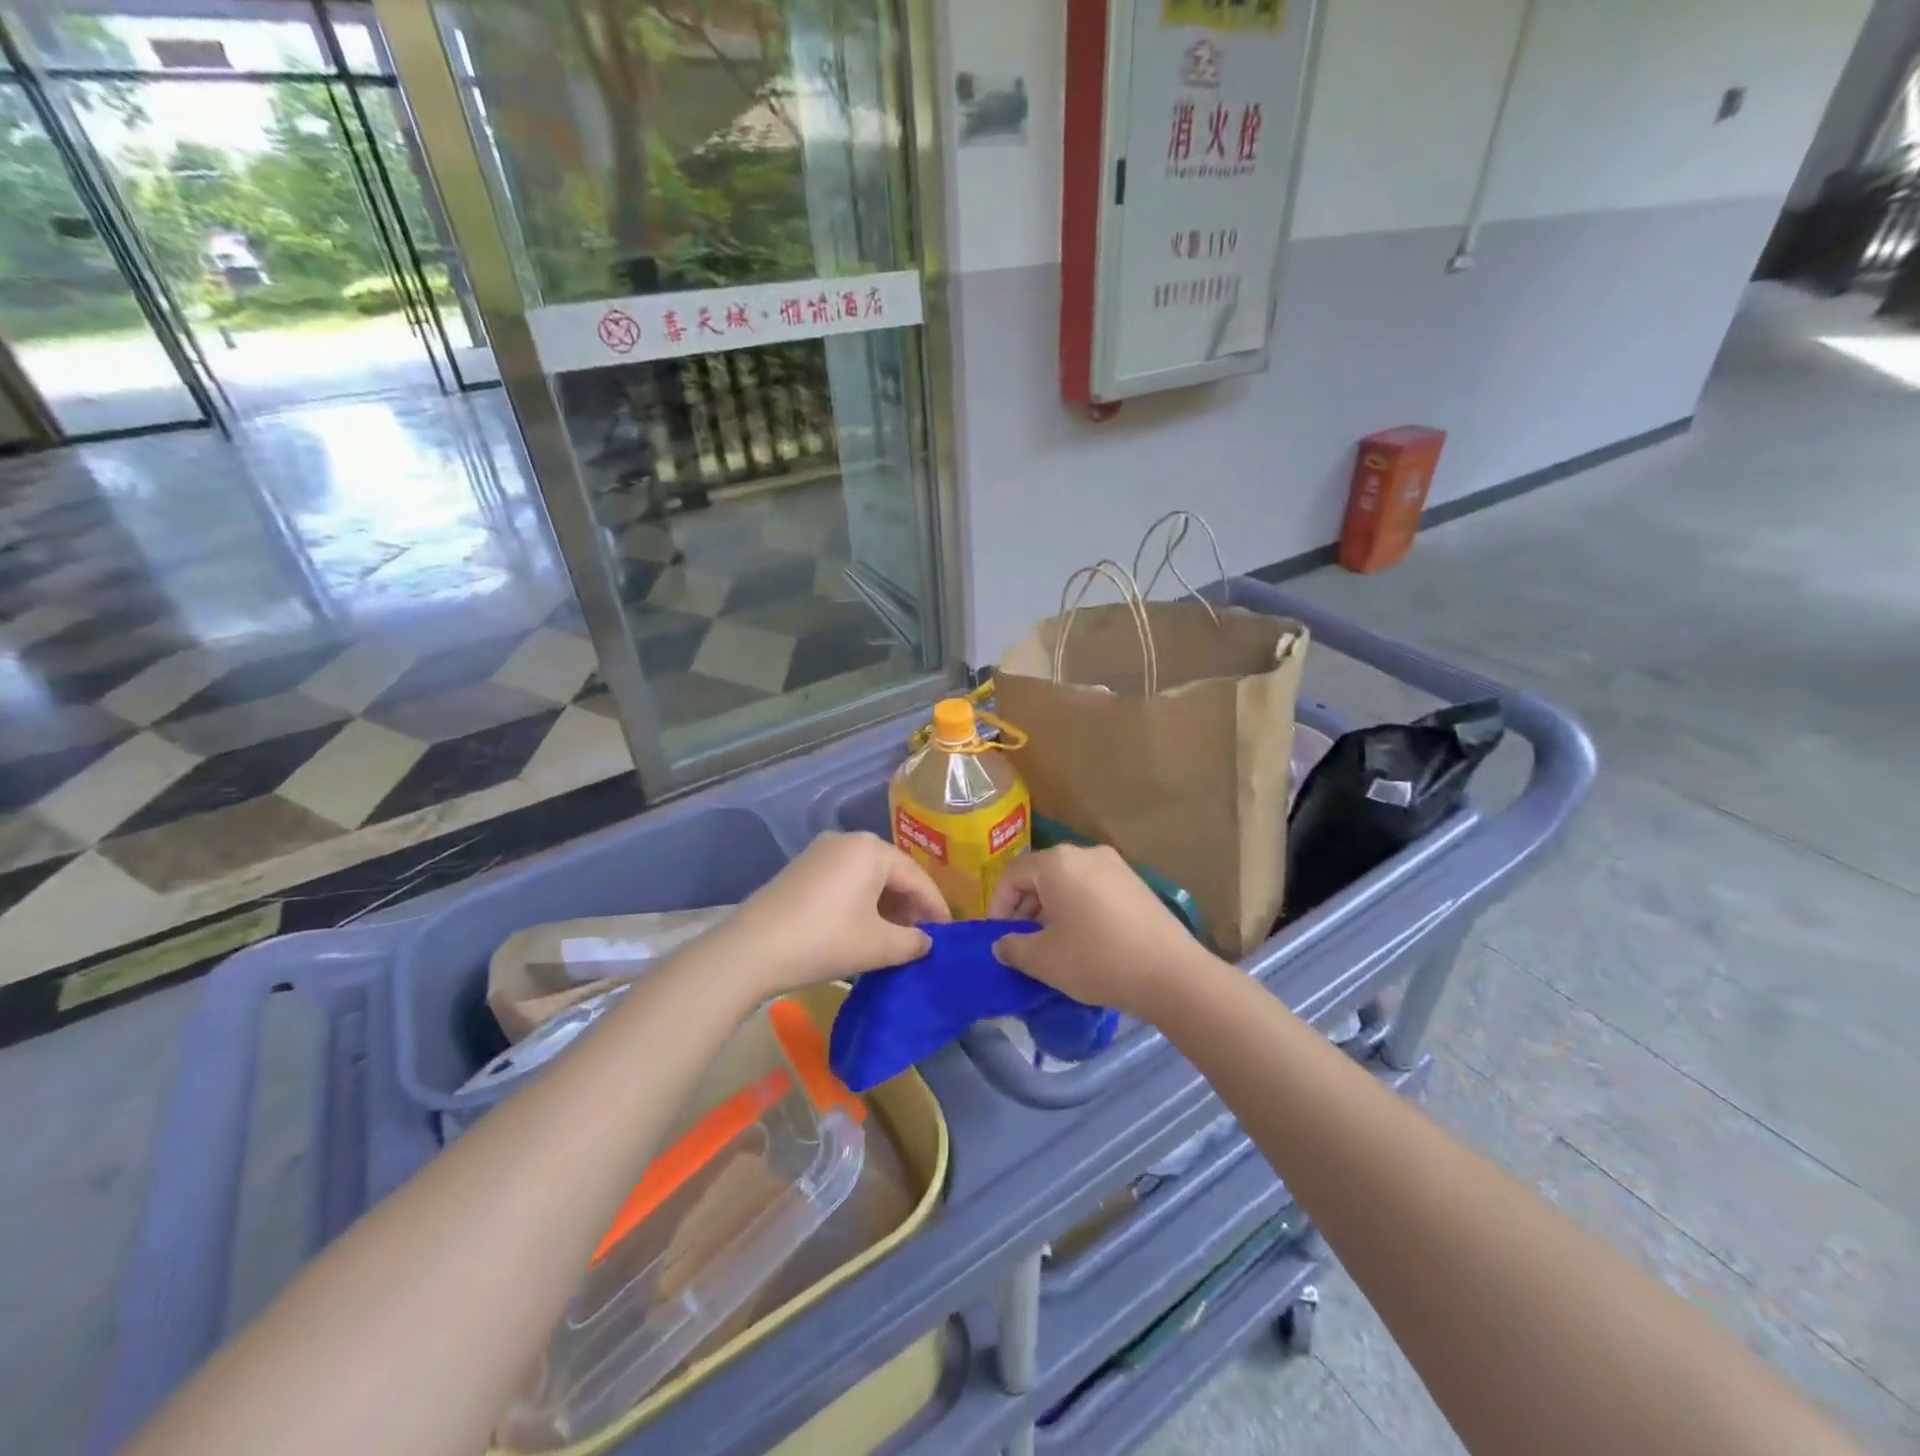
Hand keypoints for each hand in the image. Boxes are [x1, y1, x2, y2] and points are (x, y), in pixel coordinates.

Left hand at [721, 832, 949, 999]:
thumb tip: (926, 942)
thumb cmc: (826, 940)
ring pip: (866, 877)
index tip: (948, 934)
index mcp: (872, 849)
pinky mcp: (801, 869)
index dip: (936, 908)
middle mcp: (848, 840)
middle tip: (922, 937)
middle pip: (891, 873)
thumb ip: (913, 942)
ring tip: (894, 937)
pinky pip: (844, 881)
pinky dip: (860, 902)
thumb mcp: (879, 946)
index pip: (917, 877)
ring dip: (885, 905)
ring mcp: (820, 852)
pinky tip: (862, 929)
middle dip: (910, 905)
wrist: (752, 949)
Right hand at [988, 845, 1204, 1017]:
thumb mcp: (1043, 959)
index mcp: (1057, 862)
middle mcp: (1085, 853)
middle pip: (1041, 874)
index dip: (998, 905)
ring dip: (1052, 908)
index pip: (1012, 874)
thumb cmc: (1096, 959)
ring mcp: (1115, 865)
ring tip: (1053, 944)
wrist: (1170, 973)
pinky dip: (1079, 908)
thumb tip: (1001, 944)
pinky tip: (1084, 940)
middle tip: (1023, 941)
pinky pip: (1094, 889)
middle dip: (1026, 907)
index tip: (998, 936)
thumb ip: (1013, 947)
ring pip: (1069, 882)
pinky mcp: (1136, 883)